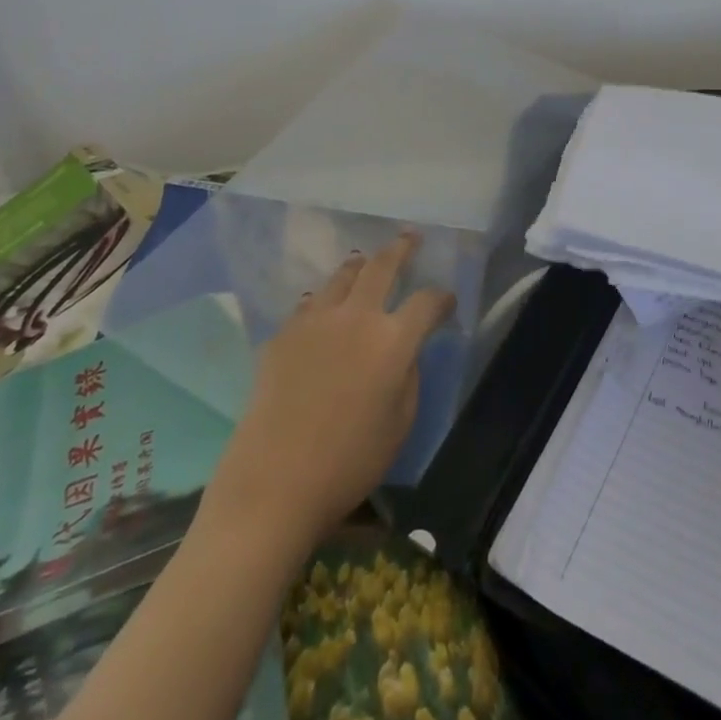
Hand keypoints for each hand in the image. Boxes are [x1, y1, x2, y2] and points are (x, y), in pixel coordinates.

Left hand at [211, 232, 455, 543]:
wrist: (274, 482)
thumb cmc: (350, 462)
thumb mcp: (400, 424)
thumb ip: (409, 376)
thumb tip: (404, 351)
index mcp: (393, 340)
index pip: (427, 302)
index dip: (441, 298)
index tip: (447, 301)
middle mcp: (357, 317)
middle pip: (382, 266)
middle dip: (401, 248)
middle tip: (411, 237)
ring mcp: (315, 320)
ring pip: (342, 276)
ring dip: (360, 265)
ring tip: (364, 261)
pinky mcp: (284, 334)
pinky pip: (310, 303)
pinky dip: (324, 298)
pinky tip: (322, 305)